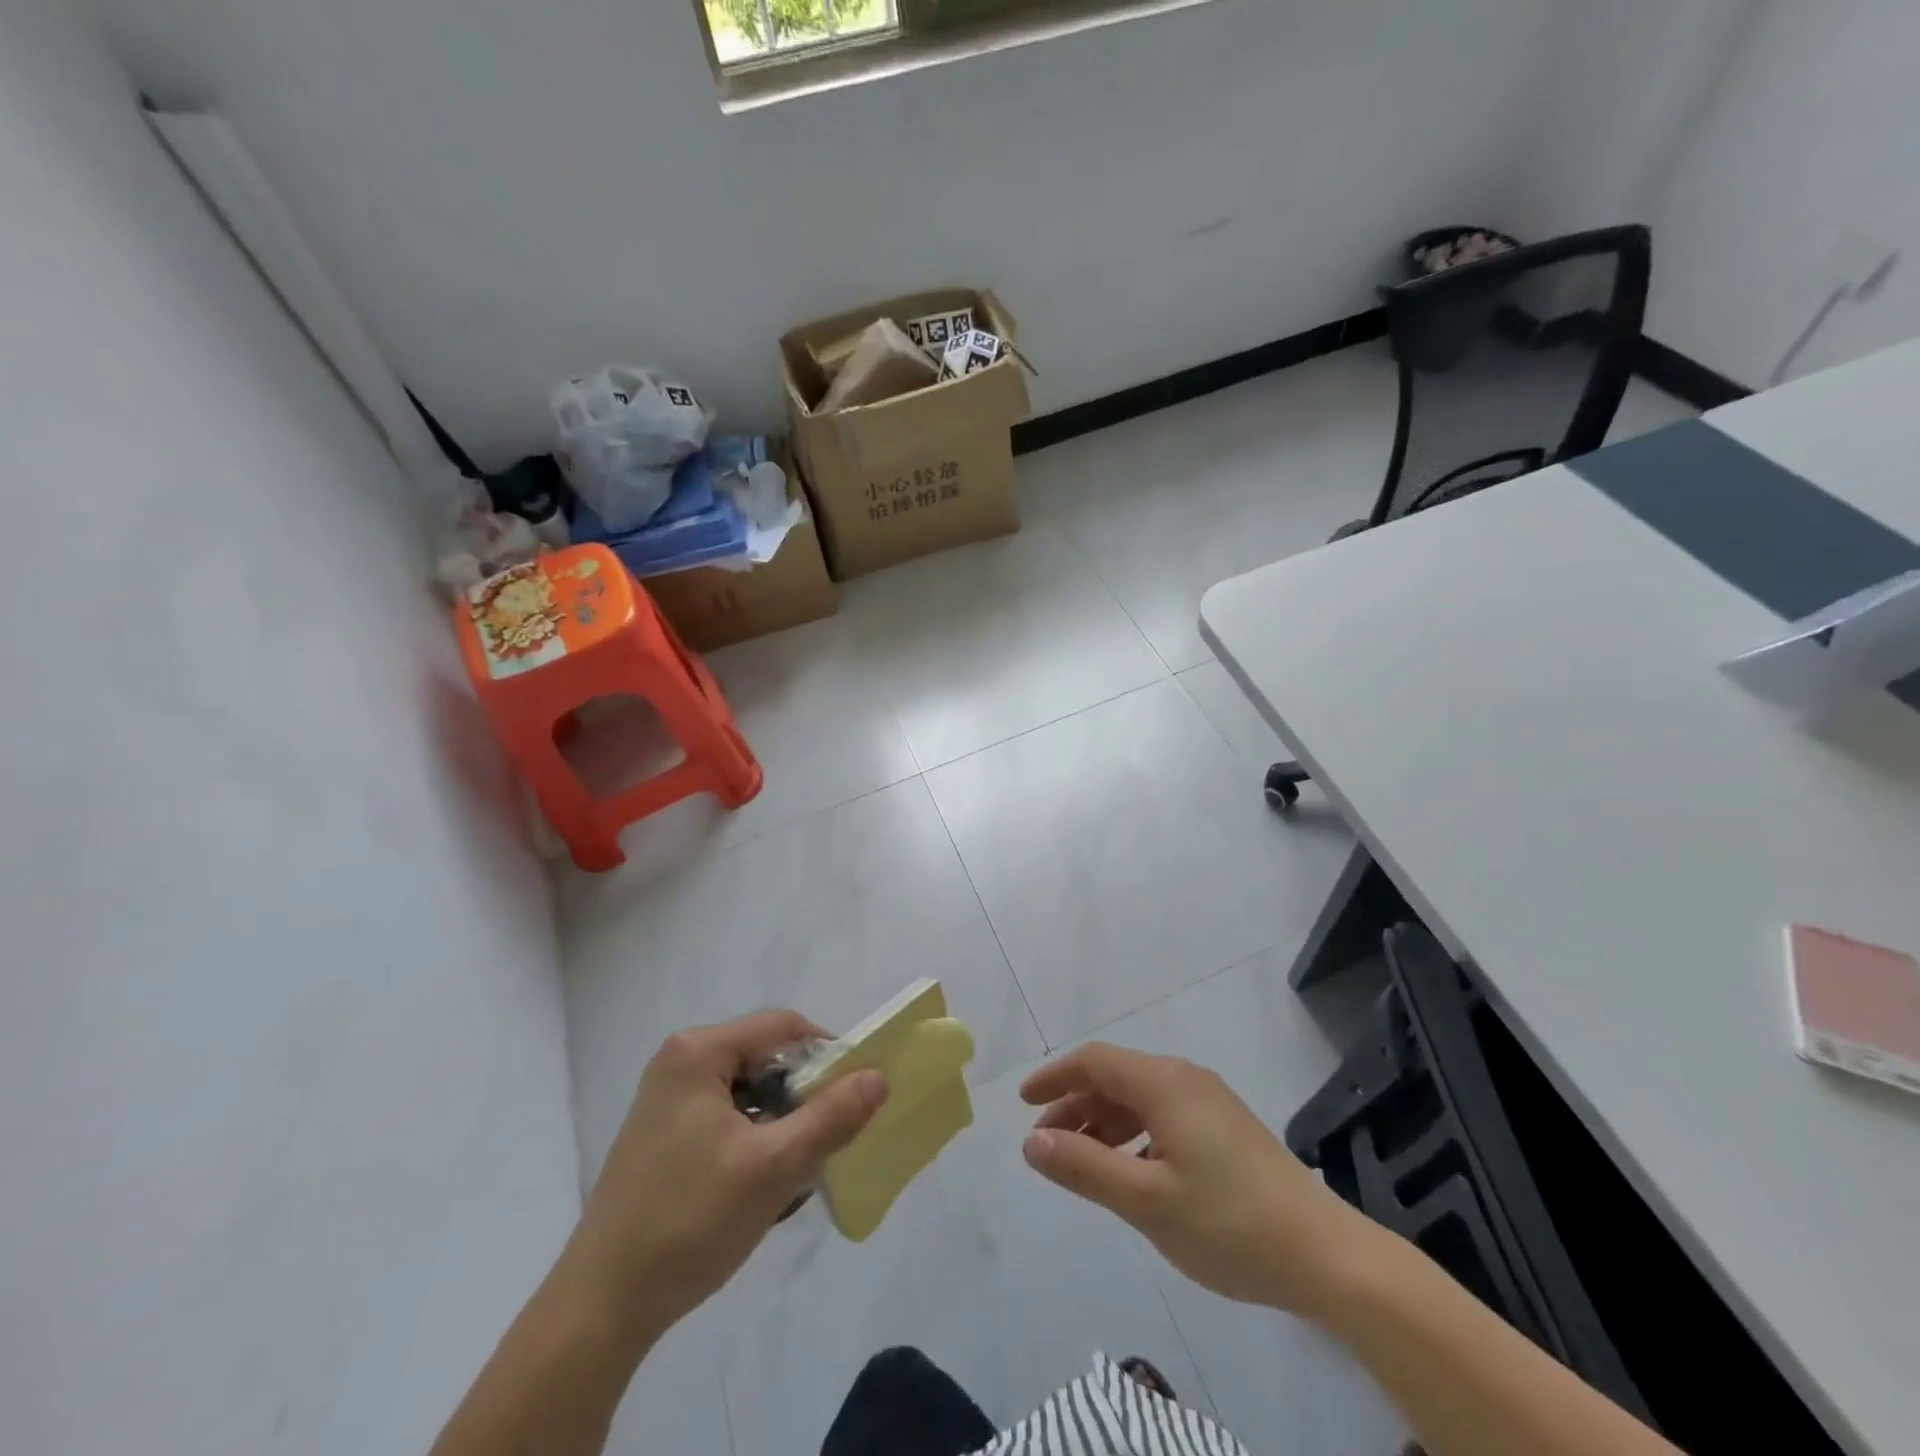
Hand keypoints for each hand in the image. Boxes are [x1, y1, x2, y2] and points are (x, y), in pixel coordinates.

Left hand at [564, 1010, 887, 1342]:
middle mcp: (679, 1060)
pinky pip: (725, 1113)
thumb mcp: (773, 1167)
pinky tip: (759, 1180)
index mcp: (698, 1052)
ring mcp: (666, 1097)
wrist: (601, 1307)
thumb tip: (878, 1077)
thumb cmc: (689, 1222)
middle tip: (826, 1137)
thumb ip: (831, 1117)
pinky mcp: (662, 1132)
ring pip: (747, 1088)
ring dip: (779, 1118)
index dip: (826, 1054)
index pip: (783, 1027)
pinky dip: (753, 1135)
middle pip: (764, 1056)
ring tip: (795, 1165)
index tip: (853, 1095)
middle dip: (802, 1092)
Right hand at [1020, 1043, 1372, 1316]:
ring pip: (1141, 1099)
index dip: (1055, 1077)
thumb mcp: (1146, 1201)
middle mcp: (1186, 1079)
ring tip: (1080, 1161)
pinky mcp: (1226, 1129)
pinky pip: (1164, 1116)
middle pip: (1116, 1077)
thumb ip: (1084, 1167)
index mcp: (1165, 1083)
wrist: (1328, 1257)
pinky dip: (1134, 1135)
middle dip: (1076, 1104)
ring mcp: (1210, 1103)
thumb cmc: (1229, 1224)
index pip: (1095, 1061)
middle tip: (1045, 1141)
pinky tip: (1130, 1172)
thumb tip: (1031, 1141)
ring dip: (1104, 1123)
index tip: (1023, 1102)